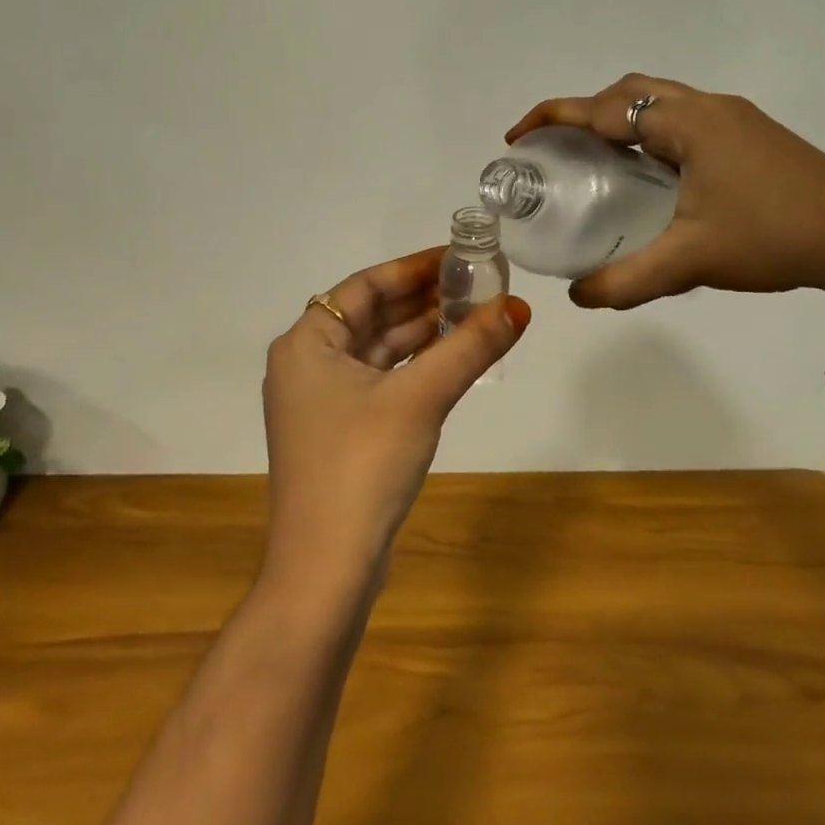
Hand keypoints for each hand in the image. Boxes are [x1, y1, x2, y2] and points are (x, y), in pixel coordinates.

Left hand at [261, 248, 530, 591]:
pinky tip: (450, 360)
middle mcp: (306, 364)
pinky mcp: (338, 432)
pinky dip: (412, 368)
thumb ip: (468, 347)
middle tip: (476, 284)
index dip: (413, 268)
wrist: (325, 567)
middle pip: (370, 316)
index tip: (458, 257)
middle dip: (422, 300)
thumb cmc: (362, 465)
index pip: (364, 286)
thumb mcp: (420, 398)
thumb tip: (518, 307)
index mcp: (305, 343)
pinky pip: (379, 381)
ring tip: (474, 314)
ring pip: (377, 350)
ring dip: (421, 334)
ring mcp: (320, 401)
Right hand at [507, 75, 824, 313]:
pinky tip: (651, 176)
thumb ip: (627, 279)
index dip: (554, 119)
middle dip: (585, 111)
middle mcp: (708, 108)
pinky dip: (650, 134)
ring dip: (621, 121)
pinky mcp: (753, 136)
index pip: (604, 109)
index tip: (518, 137)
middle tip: (559, 149)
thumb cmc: (775, 238)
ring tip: (596, 160)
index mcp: (687, 124)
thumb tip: (577, 297)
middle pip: (629, 92)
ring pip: (660, 103)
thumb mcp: (691, 261)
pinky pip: (684, 120)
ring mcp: (735, 119)